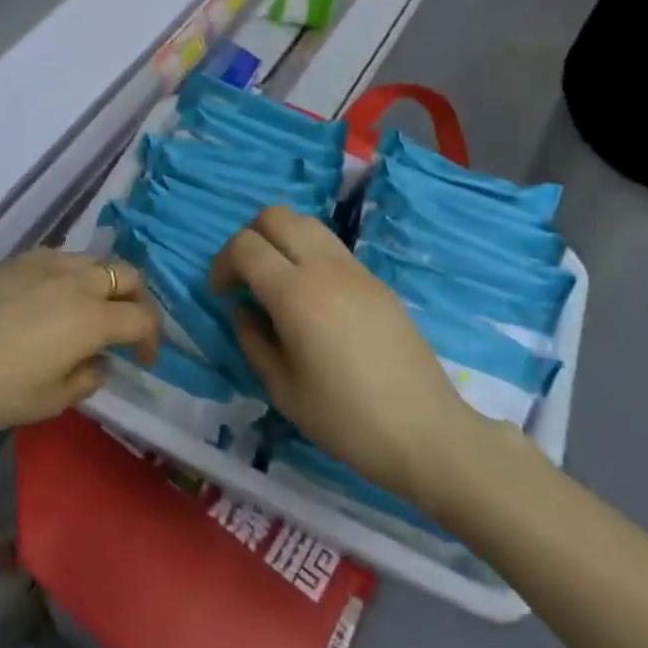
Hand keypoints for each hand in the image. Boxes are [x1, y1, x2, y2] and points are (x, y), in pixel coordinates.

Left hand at [0, 250, 159, 430]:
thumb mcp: (48, 402)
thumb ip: (86, 379)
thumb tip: (98, 361)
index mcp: (91, 318)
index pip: (142, 318)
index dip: (152, 340)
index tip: (144, 360)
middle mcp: (76, 281)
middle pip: (127, 275)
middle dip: (139, 300)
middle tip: (129, 327)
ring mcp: (45, 264)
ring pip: (96, 259)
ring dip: (108, 282)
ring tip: (94, 308)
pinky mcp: (18, 259)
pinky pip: (63, 256)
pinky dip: (75, 272)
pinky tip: (57, 295)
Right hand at [210, 208, 480, 502]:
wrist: (425, 431)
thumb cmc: (345, 419)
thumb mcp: (282, 389)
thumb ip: (253, 340)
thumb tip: (242, 309)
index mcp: (294, 293)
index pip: (245, 245)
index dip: (223, 263)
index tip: (222, 294)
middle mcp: (324, 267)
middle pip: (275, 216)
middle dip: (249, 237)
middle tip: (245, 278)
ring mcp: (355, 269)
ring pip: (306, 223)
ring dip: (281, 239)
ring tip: (276, 282)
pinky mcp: (376, 280)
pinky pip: (331, 246)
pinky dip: (308, 253)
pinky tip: (311, 298)